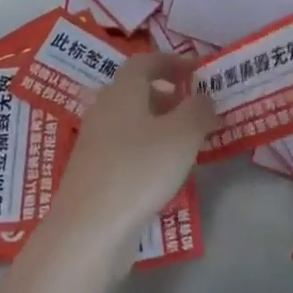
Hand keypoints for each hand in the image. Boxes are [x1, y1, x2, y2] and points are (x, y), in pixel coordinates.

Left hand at [49, 53, 214, 245]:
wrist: (88, 232)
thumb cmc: (139, 170)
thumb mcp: (183, 134)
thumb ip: (199, 109)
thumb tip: (204, 98)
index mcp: (122, 90)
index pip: (145, 61)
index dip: (173, 62)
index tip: (198, 72)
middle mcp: (104, 110)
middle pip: (137, 91)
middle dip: (169, 96)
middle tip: (197, 110)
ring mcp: (94, 144)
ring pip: (132, 122)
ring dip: (160, 126)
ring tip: (187, 144)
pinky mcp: (93, 174)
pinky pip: (125, 150)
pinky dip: (147, 151)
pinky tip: (164, 174)